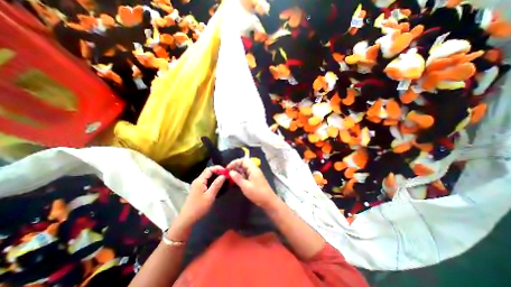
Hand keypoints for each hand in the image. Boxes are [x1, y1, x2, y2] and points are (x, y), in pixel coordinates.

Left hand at [169, 165, 224, 240]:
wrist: (187, 218)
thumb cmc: (199, 207)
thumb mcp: (210, 196)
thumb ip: (217, 185)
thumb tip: (224, 175)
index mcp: (200, 181)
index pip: (209, 169)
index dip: (218, 168)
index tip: (226, 171)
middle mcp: (198, 181)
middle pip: (208, 172)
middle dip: (218, 171)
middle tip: (227, 175)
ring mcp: (197, 185)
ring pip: (208, 176)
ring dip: (216, 176)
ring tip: (224, 179)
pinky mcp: (198, 189)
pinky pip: (207, 181)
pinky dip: (213, 180)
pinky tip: (218, 184)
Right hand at [225, 159, 277, 208]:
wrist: (269, 201)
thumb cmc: (257, 193)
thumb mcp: (245, 186)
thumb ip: (237, 178)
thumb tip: (230, 172)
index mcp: (253, 169)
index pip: (243, 160)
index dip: (235, 162)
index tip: (228, 168)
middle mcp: (254, 169)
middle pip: (244, 163)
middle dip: (235, 166)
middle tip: (228, 172)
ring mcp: (255, 174)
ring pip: (244, 169)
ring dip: (237, 171)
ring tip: (230, 176)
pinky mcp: (254, 179)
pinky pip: (246, 174)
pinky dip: (241, 175)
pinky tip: (236, 180)